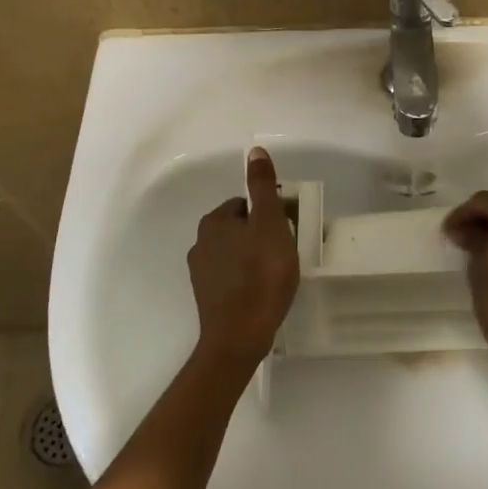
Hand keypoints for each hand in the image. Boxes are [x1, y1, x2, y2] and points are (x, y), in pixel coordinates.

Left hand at [188, 147, 300, 367]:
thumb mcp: (270, 223)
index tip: (287, 230)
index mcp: (214, 222)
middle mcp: (200, 243)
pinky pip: (232, 277)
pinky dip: (247, 279)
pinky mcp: (207, 298)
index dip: (270, 214)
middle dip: (262, 236)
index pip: (246, 204)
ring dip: (254, 258)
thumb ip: (263, 187)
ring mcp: (201, 273)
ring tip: (277, 275)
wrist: (239, 337)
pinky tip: (263, 292)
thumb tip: (254, 151)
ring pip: (236, 253)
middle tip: (285, 253)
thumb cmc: (261, 274)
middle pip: (240, 228)